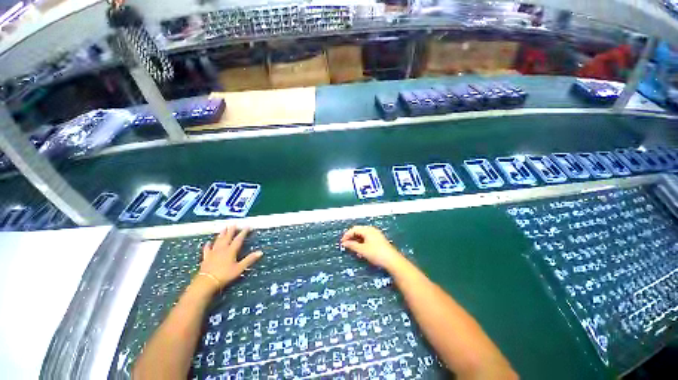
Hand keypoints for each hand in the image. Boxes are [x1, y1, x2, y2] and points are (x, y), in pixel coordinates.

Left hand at [196, 226, 262, 292]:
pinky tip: (208, 242)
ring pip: (218, 241)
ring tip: (223, 228)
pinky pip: (207, 249)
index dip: (243, 233)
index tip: (247, 227)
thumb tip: (260, 252)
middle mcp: (222, 249)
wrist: (206, 282)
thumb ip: (249, 259)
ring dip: (221, 234)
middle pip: (227, 237)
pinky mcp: (206, 258)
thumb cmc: (225, 275)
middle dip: (231, 230)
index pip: (238, 239)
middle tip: (233, 224)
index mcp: (231, 250)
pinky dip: (208, 245)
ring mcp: (213, 253)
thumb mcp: (239, 268)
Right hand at [341, 225, 406, 271]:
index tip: (342, 242)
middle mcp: (371, 230)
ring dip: (356, 240)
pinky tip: (360, 249)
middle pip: (358, 231)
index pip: (354, 229)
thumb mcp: (362, 250)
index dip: (347, 235)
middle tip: (345, 244)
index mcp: (367, 230)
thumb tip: (344, 243)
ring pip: (363, 235)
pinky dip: (362, 242)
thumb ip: (352, 245)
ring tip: (352, 247)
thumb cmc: (376, 253)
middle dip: (351, 237)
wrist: (392, 260)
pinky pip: (367, 238)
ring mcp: (376, 234)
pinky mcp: (379, 240)